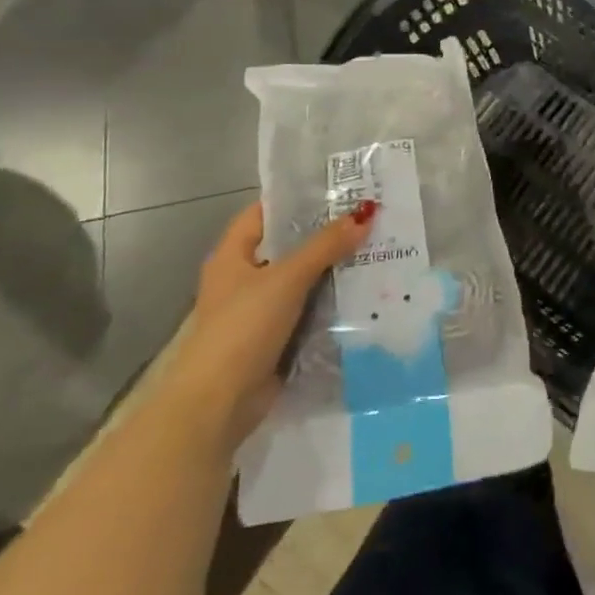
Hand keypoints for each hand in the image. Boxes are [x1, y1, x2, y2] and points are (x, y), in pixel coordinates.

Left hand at [167, 199, 376, 446]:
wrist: (218, 405)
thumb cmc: (243, 328)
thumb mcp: (287, 278)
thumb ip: (325, 245)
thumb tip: (365, 213)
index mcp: (232, 256)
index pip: (265, 213)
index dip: (297, 200)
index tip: (337, 189)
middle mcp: (244, 279)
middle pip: (289, 247)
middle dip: (326, 236)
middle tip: (368, 218)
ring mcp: (260, 312)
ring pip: (303, 281)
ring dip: (333, 271)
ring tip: (376, 249)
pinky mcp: (276, 340)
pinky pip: (309, 312)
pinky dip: (331, 304)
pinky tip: (365, 292)